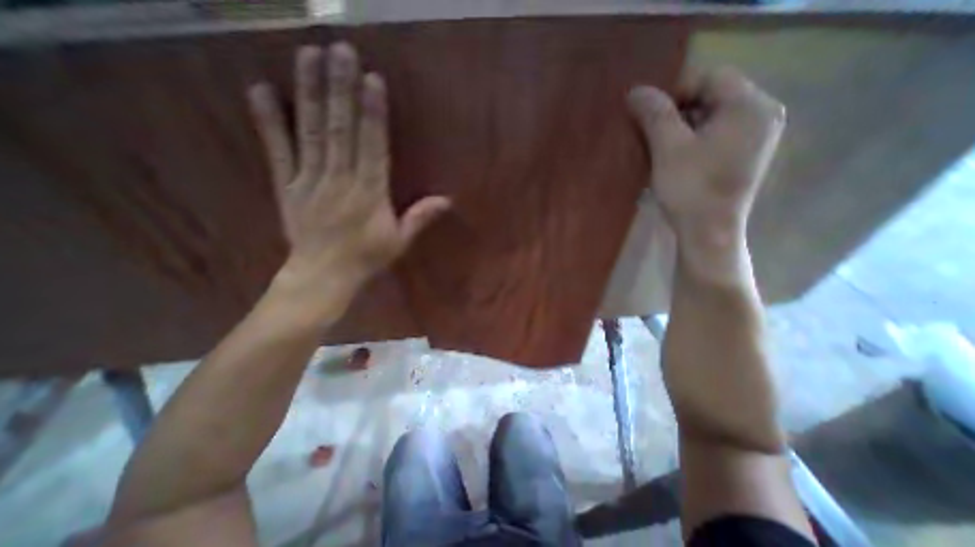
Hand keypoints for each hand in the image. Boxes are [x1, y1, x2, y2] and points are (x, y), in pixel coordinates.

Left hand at [249, 40, 450, 312]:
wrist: (323, 274)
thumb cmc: (366, 257)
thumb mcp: (399, 240)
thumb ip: (420, 217)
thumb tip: (446, 200)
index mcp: (369, 194)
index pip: (372, 146)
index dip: (372, 113)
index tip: (371, 80)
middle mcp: (340, 180)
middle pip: (340, 130)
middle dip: (340, 89)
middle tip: (338, 50)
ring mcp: (309, 181)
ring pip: (311, 132)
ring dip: (309, 93)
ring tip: (307, 56)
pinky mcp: (286, 186)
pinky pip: (278, 151)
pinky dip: (269, 121)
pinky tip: (261, 90)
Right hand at [633, 68, 782, 248]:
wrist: (708, 233)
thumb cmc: (690, 189)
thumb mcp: (668, 149)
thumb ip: (655, 115)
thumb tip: (636, 91)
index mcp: (750, 106)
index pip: (710, 77)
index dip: (674, 91)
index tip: (648, 114)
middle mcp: (762, 114)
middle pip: (714, 95)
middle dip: (678, 110)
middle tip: (651, 131)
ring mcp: (756, 137)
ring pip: (713, 116)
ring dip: (683, 126)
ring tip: (659, 145)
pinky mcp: (745, 156)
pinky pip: (717, 134)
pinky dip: (693, 139)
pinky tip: (675, 156)